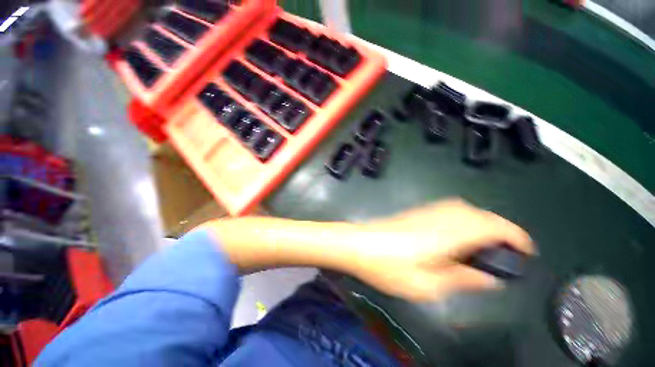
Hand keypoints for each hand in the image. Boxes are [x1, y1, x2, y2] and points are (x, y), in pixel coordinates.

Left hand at [351, 199, 534, 301]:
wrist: (358, 244)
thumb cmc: (388, 267)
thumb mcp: (427, 285)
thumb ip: (462, 279)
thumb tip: (490, 278)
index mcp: (447, 234)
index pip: (491, 226)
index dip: (515, 236)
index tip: (527, 252)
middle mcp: (439, 217)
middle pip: (480, 214)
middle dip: (501, 230)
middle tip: (507, 254)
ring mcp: (425, 212)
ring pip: (465, 209)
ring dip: (483, 223)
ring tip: (487, 246)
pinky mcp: (416, 213)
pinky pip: (449, 209)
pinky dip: (464, 219)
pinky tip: (459, 235)